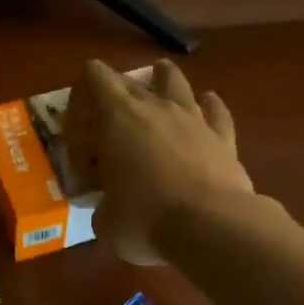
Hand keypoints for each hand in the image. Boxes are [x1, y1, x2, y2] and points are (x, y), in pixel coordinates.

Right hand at [66, 58, 253, 265]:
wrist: (211, 227)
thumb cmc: (146, 221)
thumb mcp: (105, 222)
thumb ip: (102, 206)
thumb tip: (108, 210)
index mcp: (118, 119)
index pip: (95, 77)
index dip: (83, 92)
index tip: (79, 122)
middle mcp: (156, 108)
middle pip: (131, 80)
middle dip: (116, 95)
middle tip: (109, 123)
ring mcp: (193, 118)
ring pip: (175, 82)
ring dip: (163, 80)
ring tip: (158, 82)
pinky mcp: (223, 137)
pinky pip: (215, 110)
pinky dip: (208, 105)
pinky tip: (207, 102)